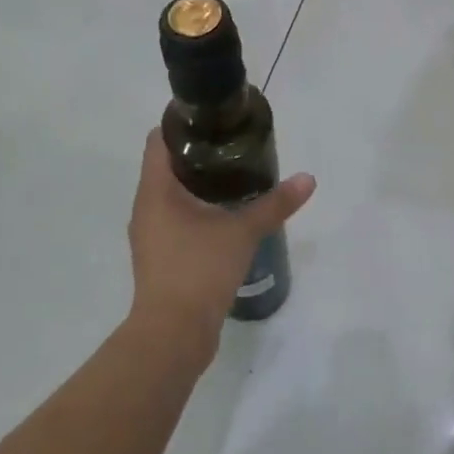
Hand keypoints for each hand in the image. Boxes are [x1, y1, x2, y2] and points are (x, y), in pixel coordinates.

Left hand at [125, 129, 315, 362]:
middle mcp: (146, 208)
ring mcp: (151, 235)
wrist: (173, 334)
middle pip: (167, 166)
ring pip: (172, 195)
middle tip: (236, 146)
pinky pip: (177, 220)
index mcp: (156, 191)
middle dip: (199, 153)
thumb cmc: (199, 269)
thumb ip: (275, 204)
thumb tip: (308, 179)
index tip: (215, 119)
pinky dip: (198, 210)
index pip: (160, 140)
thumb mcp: (243, 231)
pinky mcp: (161, 257)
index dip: (183, 123)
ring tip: (237, 177)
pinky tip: (227, 215)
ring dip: (199, 184)